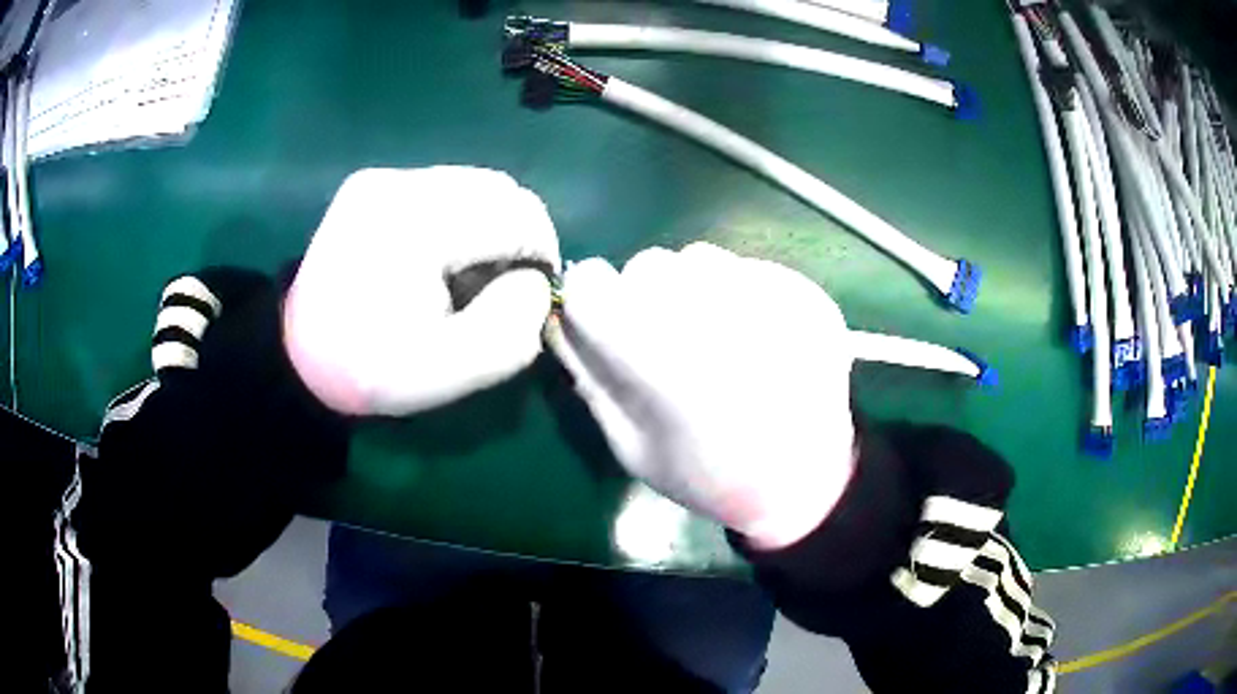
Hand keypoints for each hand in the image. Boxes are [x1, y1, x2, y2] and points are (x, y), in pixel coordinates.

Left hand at [283, 167, 560, 415]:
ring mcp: (384, 177)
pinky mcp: (373, 182)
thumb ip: (512, 328)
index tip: (525, 298)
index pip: (518, 216)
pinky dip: (461, 218)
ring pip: (476, 183)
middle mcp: (400, 183)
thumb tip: (534, 282)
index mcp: (417, 226)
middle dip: (516, 237)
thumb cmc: (371, 369)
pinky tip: (438, 255)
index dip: (539, 256)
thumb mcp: (450, 371)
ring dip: (490, 225)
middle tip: (497, 287)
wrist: (297, 354)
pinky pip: (445, 188)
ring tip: (464, 273)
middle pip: (501, 189)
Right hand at [549, 243, 857, 548]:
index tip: (607, 327)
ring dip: (692, 290)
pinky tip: (756, 339)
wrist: (805, 481)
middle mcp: (709, 311)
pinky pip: (747, 269)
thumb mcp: (631, 446)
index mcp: (657, 356)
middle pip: (646, 266)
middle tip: (671, 344)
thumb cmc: (709, 476)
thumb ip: (589, 378)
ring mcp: (765, 295)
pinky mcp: (803, 293)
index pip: (592, 282)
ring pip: (697, 260)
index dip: (593, 303)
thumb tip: (561, 321)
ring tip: (718, 341)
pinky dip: (739, 294)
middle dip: (644, 298)